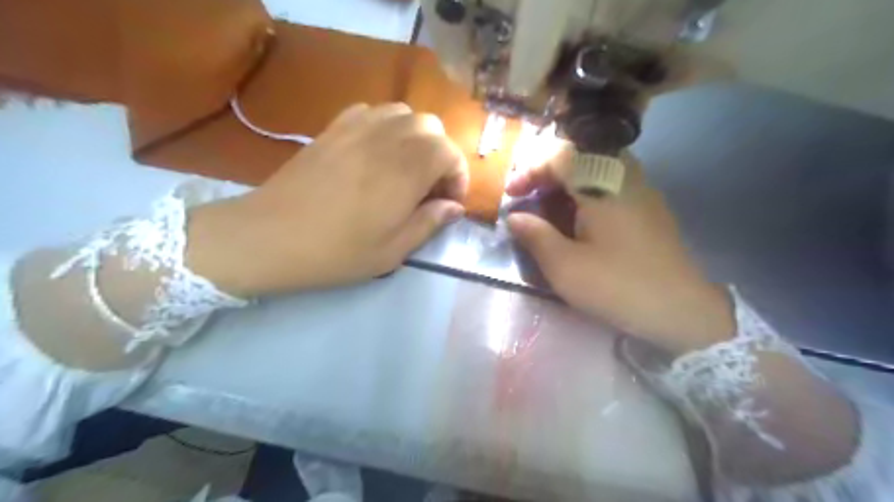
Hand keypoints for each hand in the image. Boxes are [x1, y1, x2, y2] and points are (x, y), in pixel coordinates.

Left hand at [185, 102, 467, 296]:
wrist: (270, 237)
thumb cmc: (336, 251)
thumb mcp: (392, 251)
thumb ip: (429, 223)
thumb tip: (454, 207)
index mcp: (405, 171)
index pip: (450, 153)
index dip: (457, 177)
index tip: (448, 203)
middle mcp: (386, 140)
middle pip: (431, 126)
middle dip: (441, 154)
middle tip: (430, 186)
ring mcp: (357, 128)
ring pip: (403, 113)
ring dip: (416, 137)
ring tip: (406, 167)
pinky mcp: (333, 128)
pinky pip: (372, 111)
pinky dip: (386, 126)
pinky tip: (377, 151)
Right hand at [505, 150, 737, 354]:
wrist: (681, 311)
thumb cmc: (617, 286)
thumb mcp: (564, 266)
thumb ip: (535, 235)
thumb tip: (515, 217)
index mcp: (602, 186)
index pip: (560, 156)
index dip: (530, 171)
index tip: (512, 195)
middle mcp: (625, 178)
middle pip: (580, 156)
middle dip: (549, 173)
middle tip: (531, 197)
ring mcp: (642, 191)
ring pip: (597, 170)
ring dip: (568, 184)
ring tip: (551, 210)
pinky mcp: (650, 208)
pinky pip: (612, 186)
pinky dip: (587, 194)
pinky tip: (581, 222)